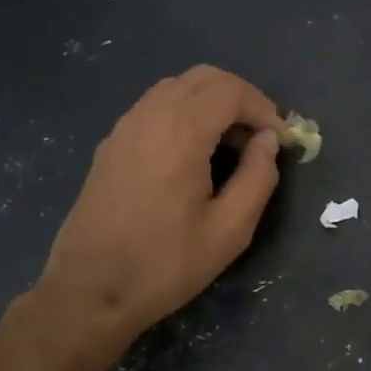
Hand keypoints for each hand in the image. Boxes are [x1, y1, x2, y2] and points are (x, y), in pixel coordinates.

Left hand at [29, 66, 284, 354]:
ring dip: (212, 104)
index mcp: (180, 133)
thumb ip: (258, 178)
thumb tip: (268, 141)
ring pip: (177, 88)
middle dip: (241, 99)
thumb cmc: (165, 265)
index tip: (281, 141)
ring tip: (231, 146)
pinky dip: (185, 114)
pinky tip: (195, 155)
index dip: (264, 108)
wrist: (89, 292)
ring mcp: (124, 128)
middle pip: (203, 78)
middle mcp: (148, 117)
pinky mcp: (111, 145)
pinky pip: (155, 107)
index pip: (230, 91)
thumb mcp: (229, 231)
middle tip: (261, 138)